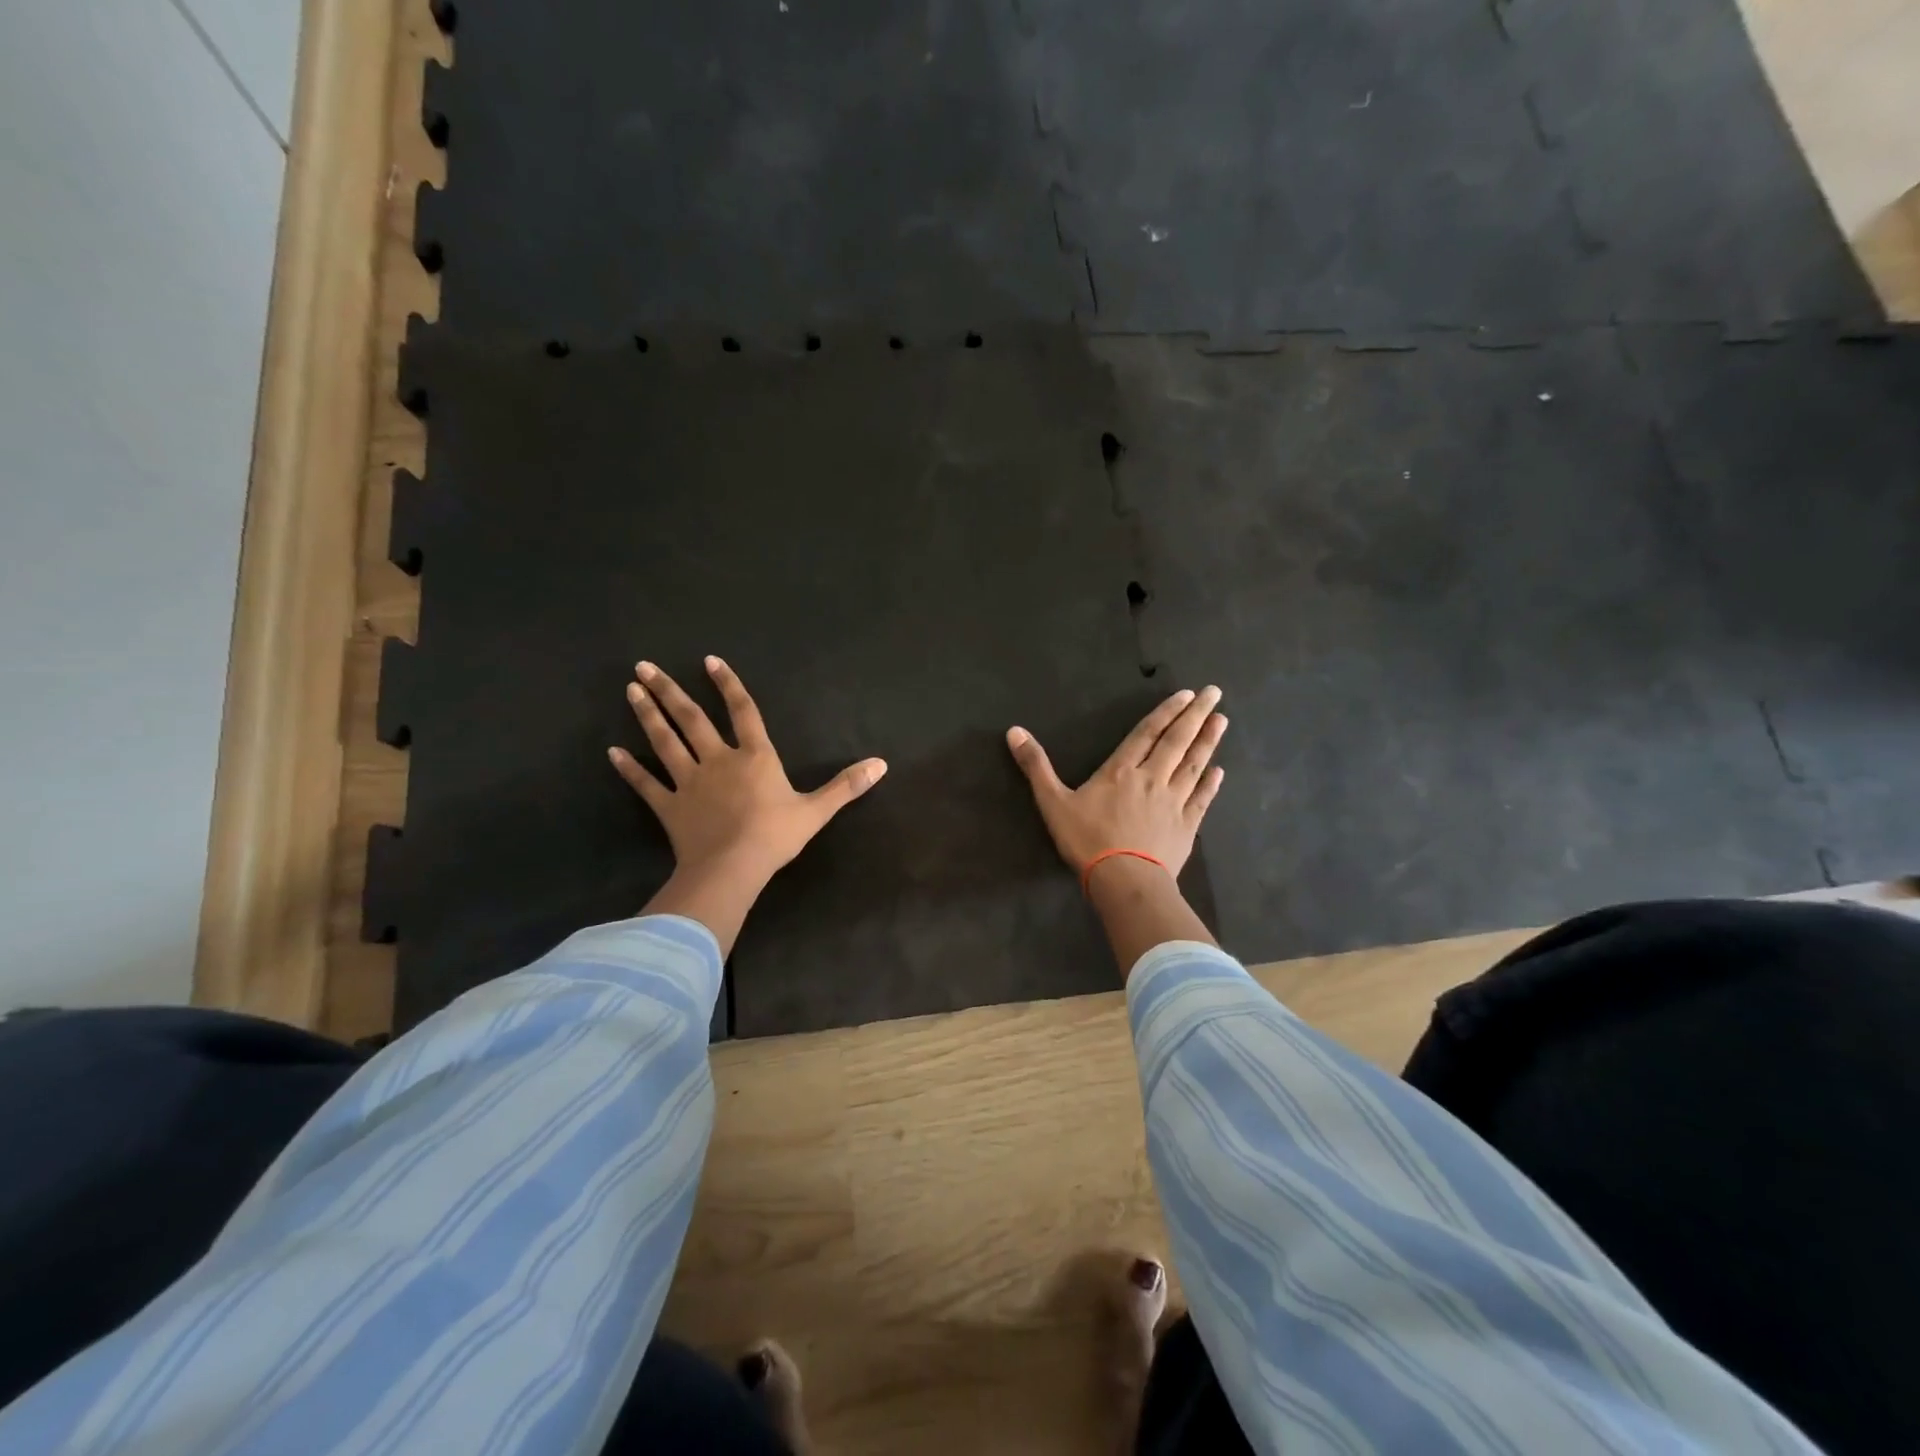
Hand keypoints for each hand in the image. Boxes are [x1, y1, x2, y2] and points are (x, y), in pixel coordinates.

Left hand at [609, 657, 885, 947]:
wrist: (734, 868)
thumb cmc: (775, 836)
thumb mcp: (817, 810)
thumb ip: (846, 785)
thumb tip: (882, 764)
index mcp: (754, 757)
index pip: (743, 712)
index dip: (727, 685)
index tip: (709, 661)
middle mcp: (718, 760)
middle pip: (691, 719)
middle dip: (669, 690)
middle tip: (644, 666)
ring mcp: (689, 782)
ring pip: (664, 741)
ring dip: (647, 715)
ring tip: (631, 689)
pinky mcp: (668, 807)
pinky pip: (645, 784)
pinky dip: (628, 769)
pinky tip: (612, 752)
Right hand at [1007, 687, 1226, 879]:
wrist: (1124, 880)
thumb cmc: (1086, 840)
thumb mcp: (1052, 802)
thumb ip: (1035, 766)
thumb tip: (1014, 730)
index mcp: (1121, 770)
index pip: (1147, 733)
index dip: (1166, 712)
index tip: (1187, 694)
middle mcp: (1152, 779)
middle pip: (1177, 742)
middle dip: (1196, 715)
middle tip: (1215, 692)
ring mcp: (1173, 802)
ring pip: (1194, 765)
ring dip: (1208, 741)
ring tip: (1222, 720)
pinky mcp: (1186, 826)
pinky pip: (1202, 799)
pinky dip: (1211, 783)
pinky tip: (1219, 771)